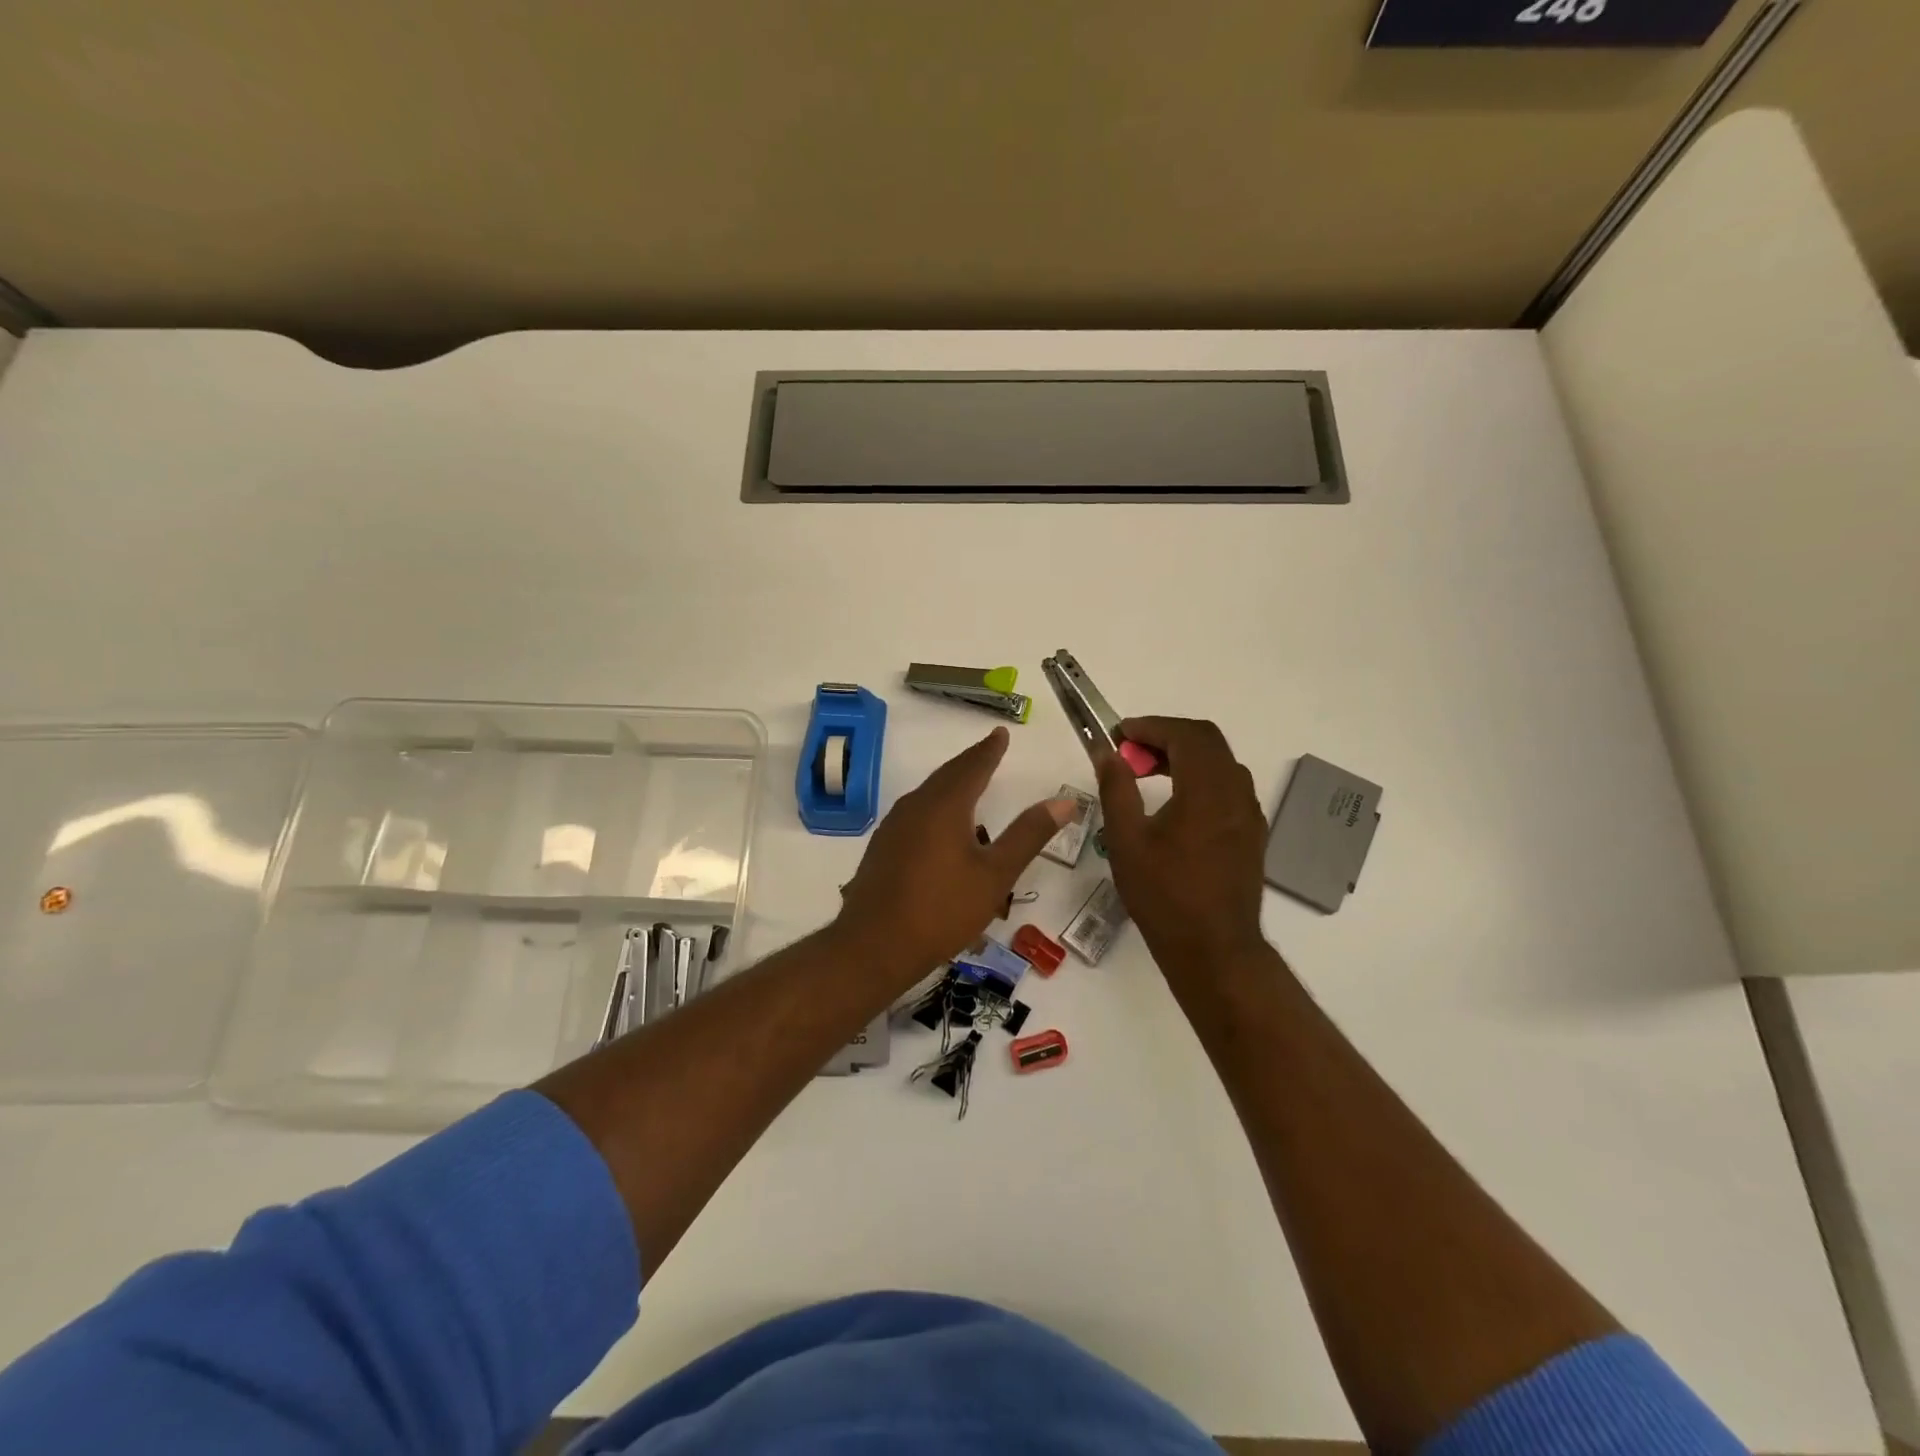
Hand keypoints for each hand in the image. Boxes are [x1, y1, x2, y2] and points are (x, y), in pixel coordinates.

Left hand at [837, 727, 1072, 980]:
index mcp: (944, 805)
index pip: (973, 766)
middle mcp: (916, 806)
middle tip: (989, 752)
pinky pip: (916, 814)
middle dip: (971, 763)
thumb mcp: (996, 875)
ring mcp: (894, 827)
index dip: (990, 750)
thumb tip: (1064, 801)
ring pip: (929, 794)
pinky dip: (936, 808)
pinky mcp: (883, 848)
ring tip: (970, 786)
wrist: (874, 946)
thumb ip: (1029, 835)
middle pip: (948, 775)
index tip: (1001, 734)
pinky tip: (942, 828)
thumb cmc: (942, 909)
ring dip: (952, 785)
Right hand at [1096, 717, 1269, 971]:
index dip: (1152, 726)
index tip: (1121, 735)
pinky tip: (1174, 804)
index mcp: (1207, 790)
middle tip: (1132, 751)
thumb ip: (1116, 789)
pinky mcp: (1251, 834)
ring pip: (1220, 764)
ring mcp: (1249, 814)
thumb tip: (1107, 753)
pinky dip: (1200, 778)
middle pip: (1208, 742)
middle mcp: (1236, 794)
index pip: (1186, 735)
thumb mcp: (1126, 840)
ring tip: (1147, 773)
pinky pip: (1228, 787)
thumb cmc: (1164, 895)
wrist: (1214, 950)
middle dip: (1167, 736)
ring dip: (1185, 756)